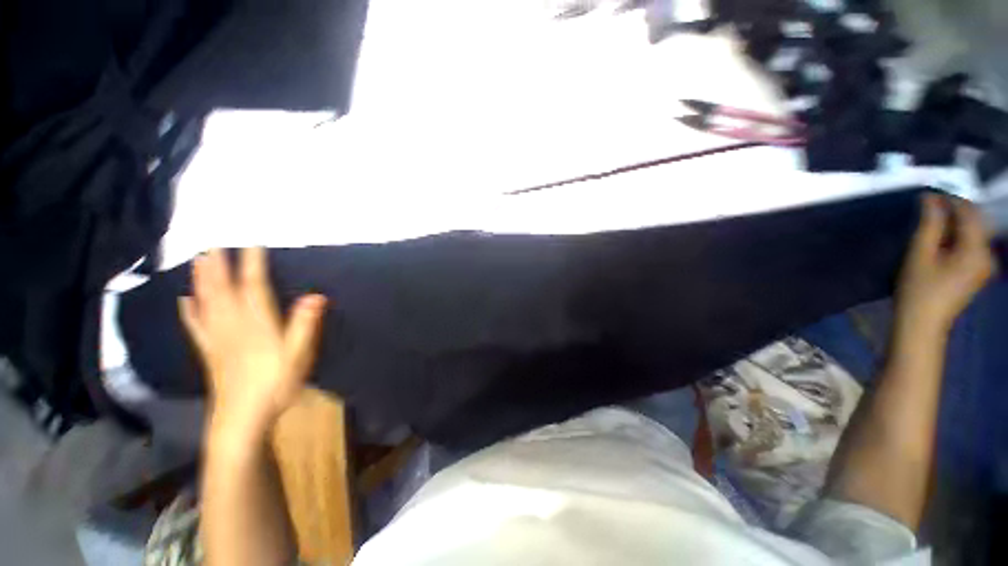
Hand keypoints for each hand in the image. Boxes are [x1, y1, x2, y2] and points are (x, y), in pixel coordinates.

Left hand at [179, 248, 327, 439]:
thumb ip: (304, 325)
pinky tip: (184, 300)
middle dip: (219, 265)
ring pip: (206, 303)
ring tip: (199, 260)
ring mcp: (216, 338)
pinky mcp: (209, 352)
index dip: (252, 264)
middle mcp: (233, 325)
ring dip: (202, 280)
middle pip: (223, 290)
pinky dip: (189, 310)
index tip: (252, 243)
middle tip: (214, 244)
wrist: (242, 418)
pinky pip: (195, 326)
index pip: (254, 287)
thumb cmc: (276, 384)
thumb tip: (315, 296)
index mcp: (257, 324)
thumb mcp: (299, 355)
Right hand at [895, 194, 995, 332]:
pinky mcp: (978, 272)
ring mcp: (985, 265)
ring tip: (932, 225)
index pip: (969, 213)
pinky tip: (942, 241)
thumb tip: (930, 198)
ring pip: (973, 233)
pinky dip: (957, 237)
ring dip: (954, 225)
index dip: (949, 200)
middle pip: (975, 222)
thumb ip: (929, 223)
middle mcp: (988, 254)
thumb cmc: (918, 289)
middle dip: (953, 212)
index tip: (927, 197)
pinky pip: (972, 245)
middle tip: (928, 210)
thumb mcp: (920, 254)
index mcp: (977, 250)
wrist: (922, 324)